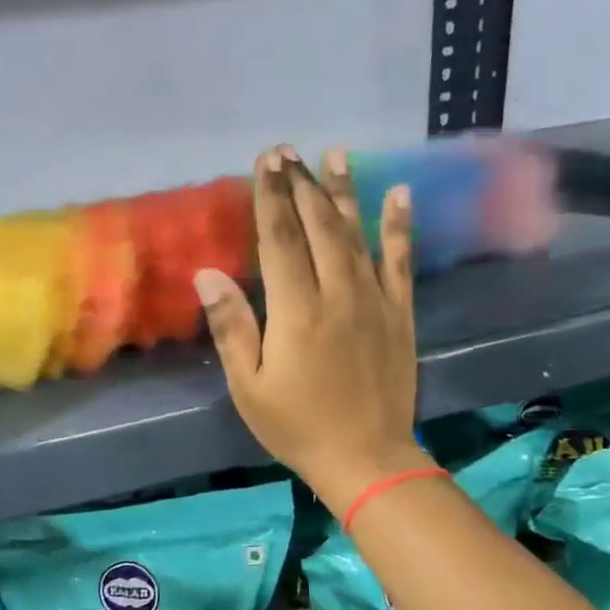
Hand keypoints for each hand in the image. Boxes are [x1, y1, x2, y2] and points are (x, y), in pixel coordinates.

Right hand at [195, 146, 428, 510]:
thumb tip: (208, 274)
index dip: (271, 197)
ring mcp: (375, 300)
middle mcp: (338, 293)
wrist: (367, 459)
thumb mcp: (249, 385)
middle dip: (301, 184)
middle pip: (318, 226)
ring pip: (357, 234)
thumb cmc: (296, 425)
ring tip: (336, 154)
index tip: (265, 161)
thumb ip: (232, 326)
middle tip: (288, 151)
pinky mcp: (400, 313)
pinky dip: (399, 226)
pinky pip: (401, 261)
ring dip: (344, 192)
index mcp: (296, 310)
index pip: (280, 239)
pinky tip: (398, 194)